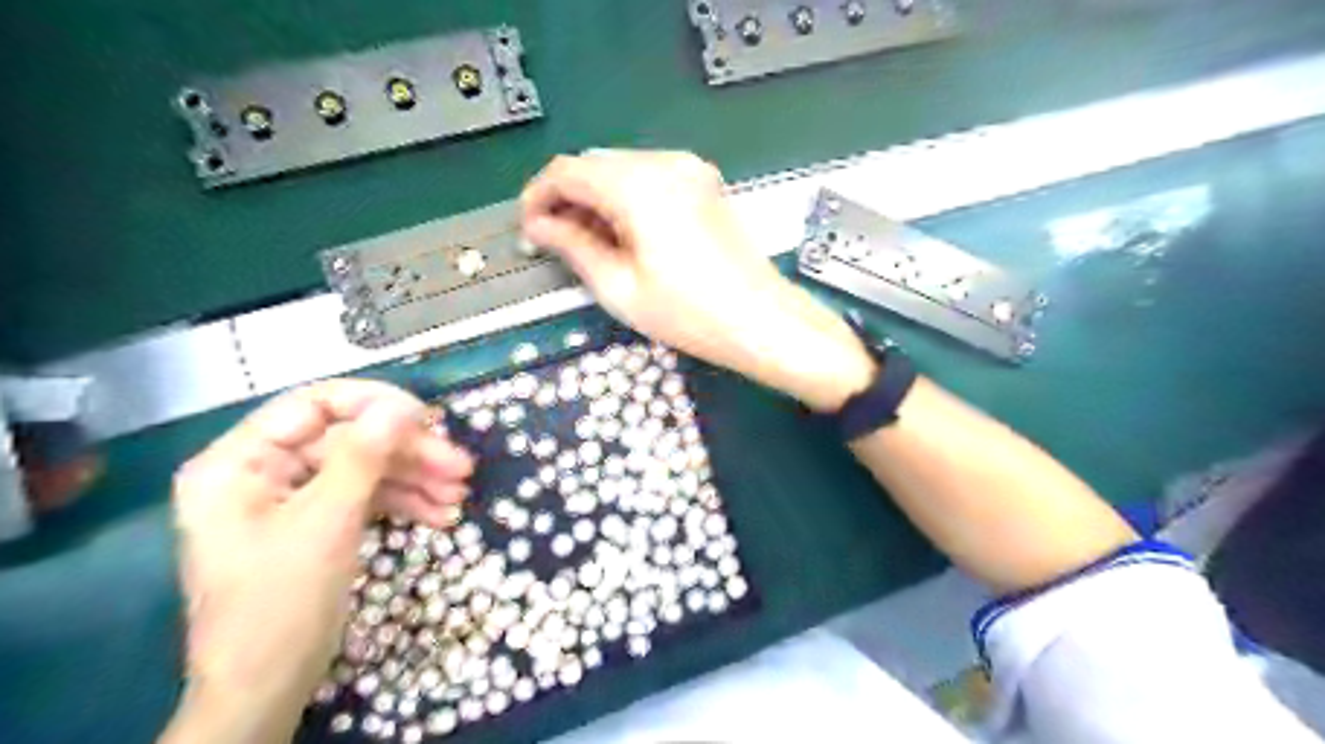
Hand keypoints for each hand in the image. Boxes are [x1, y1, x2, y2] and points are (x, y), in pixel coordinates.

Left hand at [161, 382, 472, 741]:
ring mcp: (292, 499)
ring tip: (460, 496)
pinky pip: (365, 498)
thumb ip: (362, 458)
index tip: (428, 419)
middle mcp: (263, 472)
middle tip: (461, 467)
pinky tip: (440, 515)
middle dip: (408, 454)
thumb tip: (402, 407)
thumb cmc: (280, 604)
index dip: (375, 405)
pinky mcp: (317, 523)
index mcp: (239, 462)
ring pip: (364, 469)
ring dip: (415, 480)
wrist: (266, 690)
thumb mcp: (326, 524)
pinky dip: (403, 504)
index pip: (313, 406)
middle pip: (349, 440)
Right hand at [521, 146, 877, 410]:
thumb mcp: (620, 287)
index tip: (527, 230)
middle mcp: (664, 162)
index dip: (537, 196)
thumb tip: (538, 226)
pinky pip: (650, 177)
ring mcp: (690, 169)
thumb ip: (573, 247)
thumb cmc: (690, 314)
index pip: (567, 171)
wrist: (762, 320)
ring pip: (621, 168)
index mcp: (639, 185)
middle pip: (594, 164)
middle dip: (566, 198)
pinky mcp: (704, 183)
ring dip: (595, 197)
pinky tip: (623, 233)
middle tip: (553, 242)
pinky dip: (626, 198)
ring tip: (586, 243)